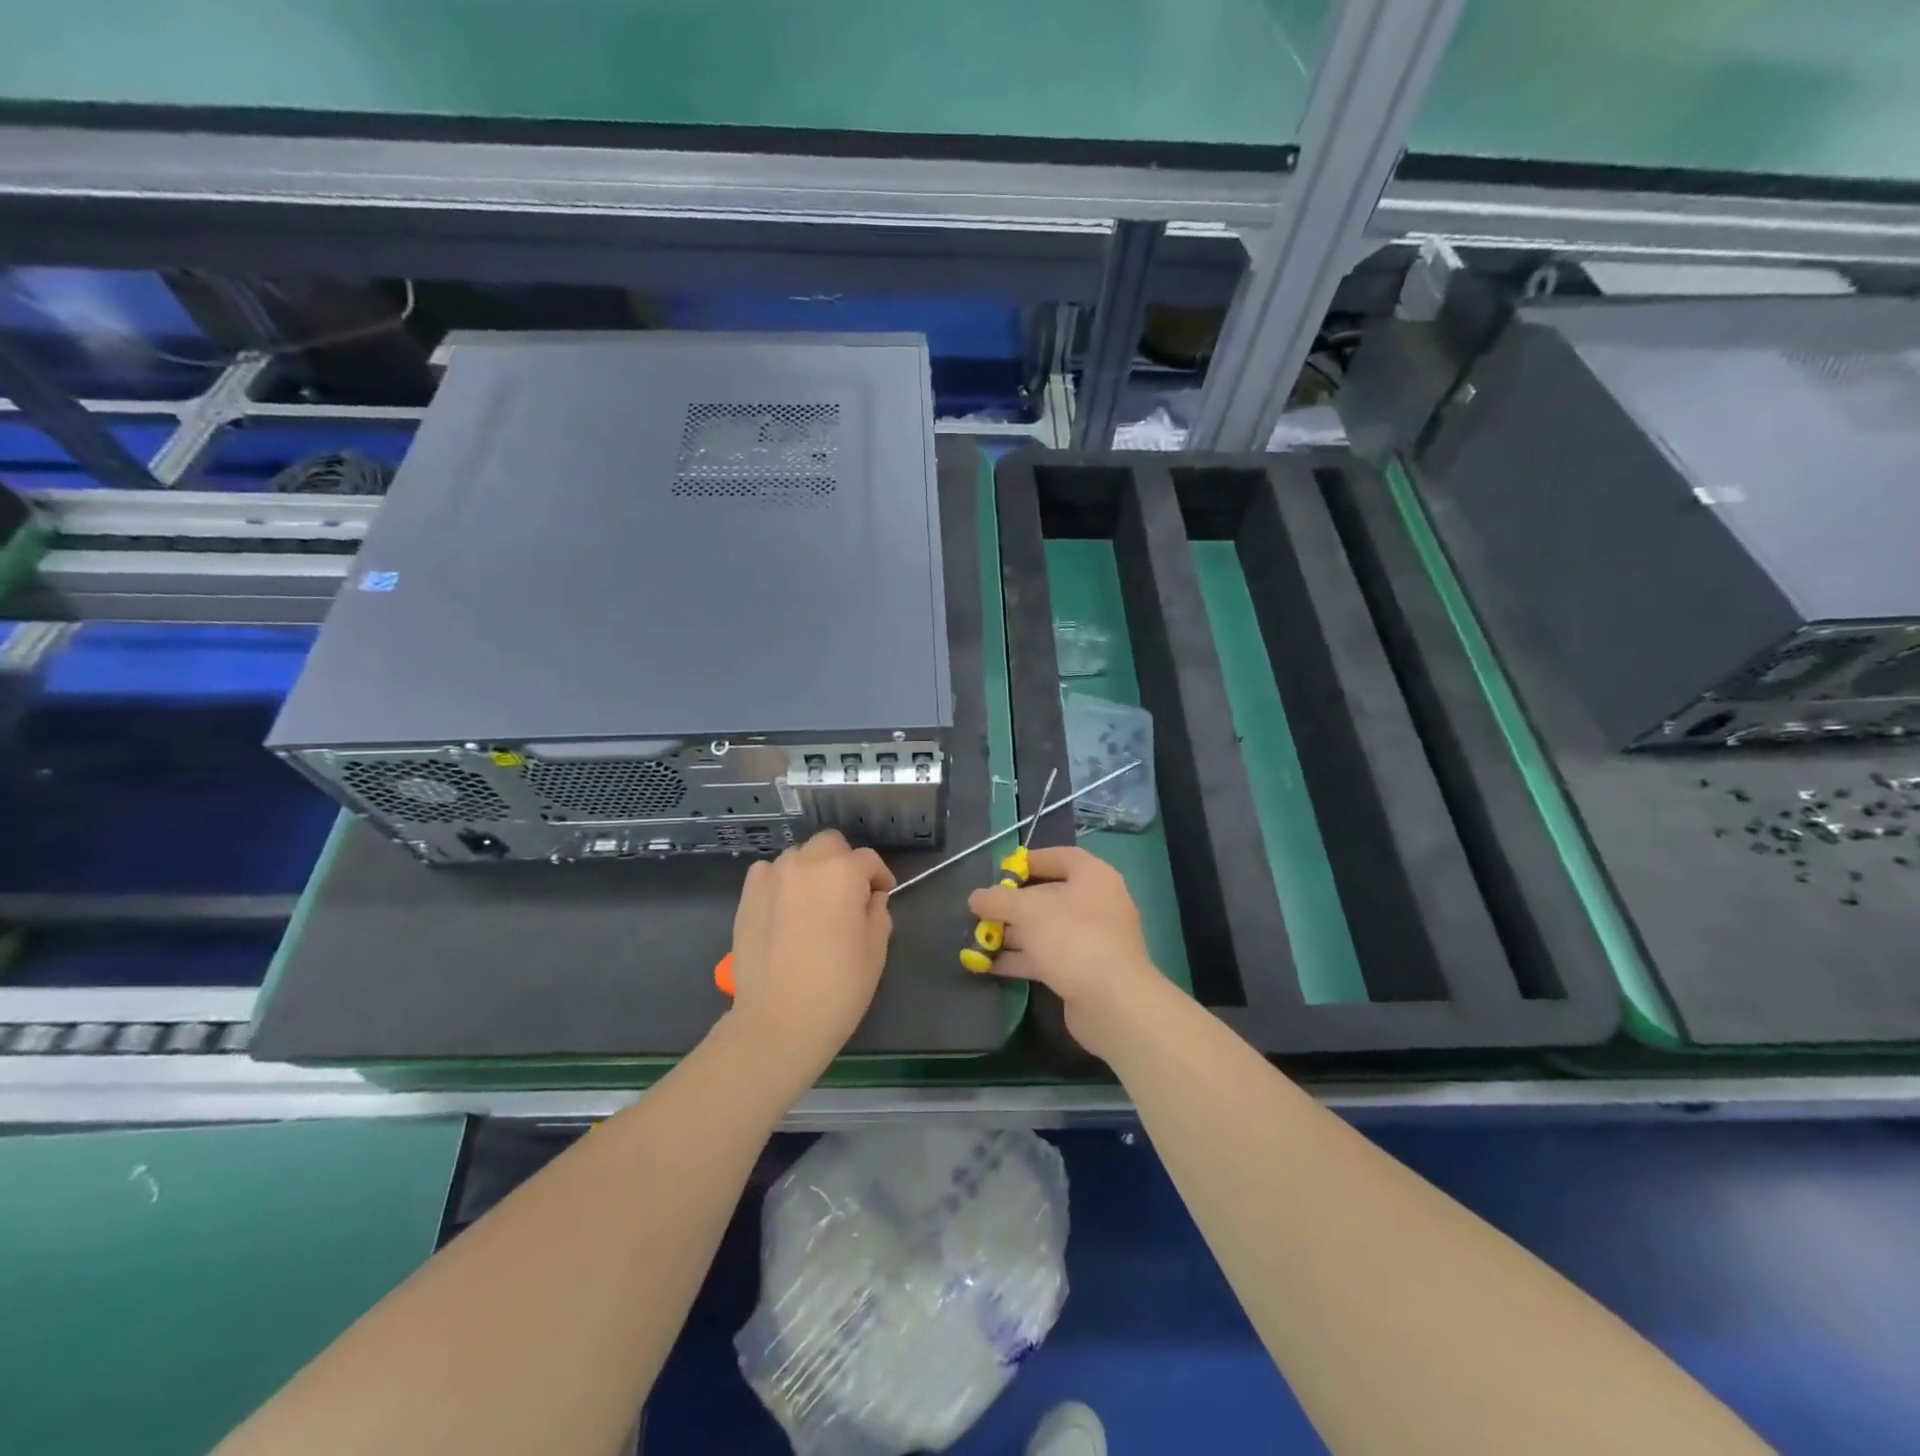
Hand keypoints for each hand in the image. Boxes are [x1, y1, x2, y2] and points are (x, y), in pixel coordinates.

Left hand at [723, 829, 894, 1086]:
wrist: (778, 1022)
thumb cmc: (838, 988)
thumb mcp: (875, 952)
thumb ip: (877, 914)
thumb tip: (871, 899)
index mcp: (843, 873)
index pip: (868, 860)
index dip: (879, 876)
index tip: (882, 896)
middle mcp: (805, 864)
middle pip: (830, 844)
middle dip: (844, 861)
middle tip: (850, 894)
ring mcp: (771, 878)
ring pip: (798, 856)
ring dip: (812, 869)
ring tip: (815, 901)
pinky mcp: (746, 897)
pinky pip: (768, 873)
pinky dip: (781, 881)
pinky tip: (786, 907)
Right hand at [967, 846, 1171, 1060]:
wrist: (1112, 1003)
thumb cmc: (1072, 939)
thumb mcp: (1027, 911)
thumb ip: (998, 899)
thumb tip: (976, 897)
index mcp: (1093, 877)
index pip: (1060, 857)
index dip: (1030, 861)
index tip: (1000, 870)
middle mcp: (1096, 903)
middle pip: (1049, 895)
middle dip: (1013, 904)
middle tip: (982, 910)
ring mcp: (1092, 939)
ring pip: (1046, 929)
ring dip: (1013, 934)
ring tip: (978, 939)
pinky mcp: (1084, 970)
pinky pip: (1048, 956)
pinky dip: (1022, 958)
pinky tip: (991, 965)